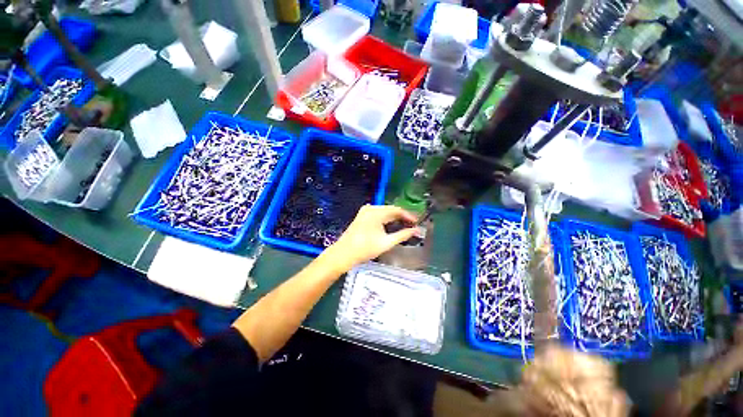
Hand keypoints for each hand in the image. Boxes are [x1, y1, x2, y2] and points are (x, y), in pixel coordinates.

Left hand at [322, 205, 420, 272]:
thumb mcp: (386, 242)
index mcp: (377, 212)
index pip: (397, 210)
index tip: (417, 222)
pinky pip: (378, 213)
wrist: (343, 254)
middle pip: (391, 209)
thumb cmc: (365, 249)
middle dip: (402, 216)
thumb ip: (403, 235)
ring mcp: (365, 211)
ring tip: (404, 225)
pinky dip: (386, 218)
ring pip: (384, 211)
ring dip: (394, 217)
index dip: (408, 216)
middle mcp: (371, 208)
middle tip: (412, 225)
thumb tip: (417, 230)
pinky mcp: (362, 216)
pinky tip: (390, 224)